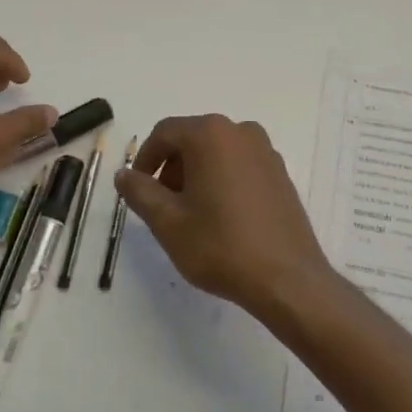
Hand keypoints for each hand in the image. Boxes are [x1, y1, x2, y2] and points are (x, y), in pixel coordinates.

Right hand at [114, 115, 334, 316]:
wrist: (287, 279)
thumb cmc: (220, 245)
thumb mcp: (167, 221)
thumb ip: (139, 191)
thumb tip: (124, 174)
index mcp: (210, 134)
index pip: (164, 133)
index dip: (145, 159)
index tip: (138, 190)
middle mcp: (241, 132)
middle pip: (192, 139)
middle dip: (171, 168)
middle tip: (162, 206)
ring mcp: (266, 152)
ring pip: (216, 153)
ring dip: (196, 175)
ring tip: (191, 215)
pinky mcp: (280, 174)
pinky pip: (239, 166)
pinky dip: (221, 181)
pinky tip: (221, 218)